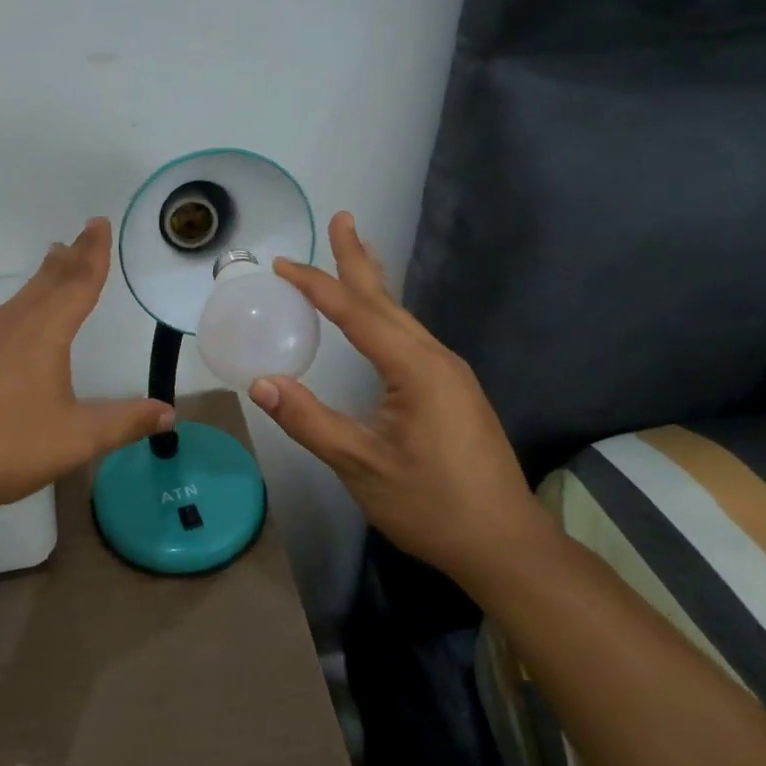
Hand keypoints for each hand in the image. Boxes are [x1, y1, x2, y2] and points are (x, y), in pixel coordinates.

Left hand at [0, 218, 173, 521]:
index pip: (78, 283)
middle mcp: (13, 325)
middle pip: (49, 281)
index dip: (94, 254)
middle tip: (85, 232)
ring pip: (24, 296)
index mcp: (44, 333)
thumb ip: (124, 422)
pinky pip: (7, 315)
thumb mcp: (77, 438)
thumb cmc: (8, 446)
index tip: (99, 223)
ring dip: (46, 276)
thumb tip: (168, 413)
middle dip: (72, 257)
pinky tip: (22, 317)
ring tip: (57, 259)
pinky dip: (26, 300)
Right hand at [247, 212, 550, 577]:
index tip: (282, 264)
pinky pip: (409, 337)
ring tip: (355, 256)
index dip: (316, 285)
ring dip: (373, 285)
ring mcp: (449, 375)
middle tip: (343, 219)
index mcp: (415, 368)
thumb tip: (260, 383)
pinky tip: (377, 320)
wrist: (505, 545)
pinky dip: (384, 315)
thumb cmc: (431, 505)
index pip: (356, 313)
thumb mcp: (360, 465)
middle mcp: (436, 359)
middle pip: (386, 300)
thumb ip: (309, 420)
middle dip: (358, 259)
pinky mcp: (453, 391)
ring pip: (401, 317)